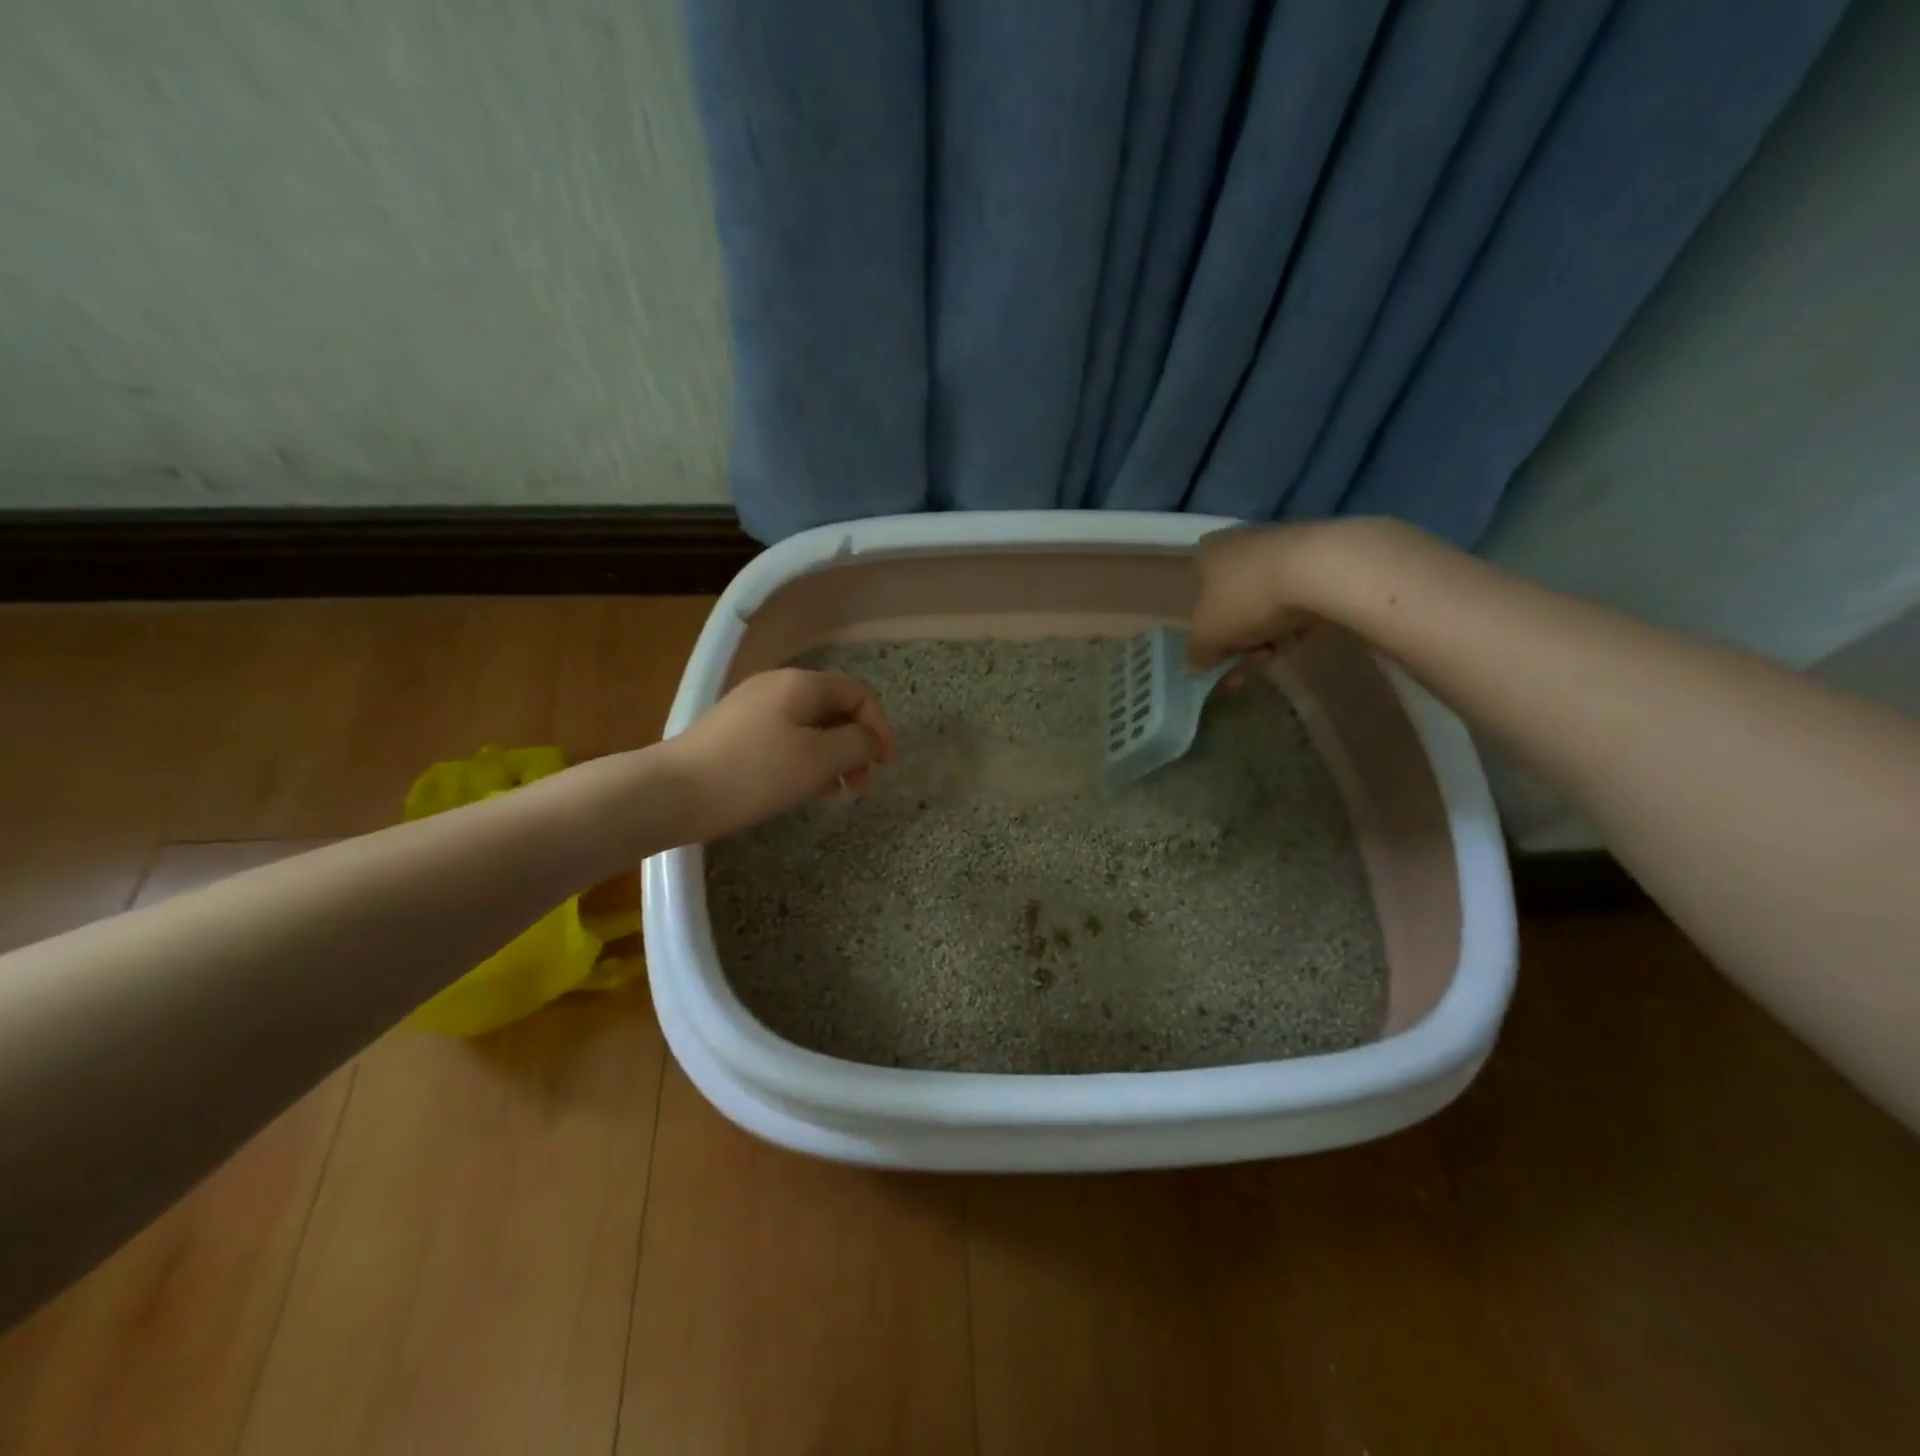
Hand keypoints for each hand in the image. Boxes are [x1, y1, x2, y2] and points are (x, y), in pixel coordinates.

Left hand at [665, 668, 895, 840]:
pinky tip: (804, 791)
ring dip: (831, 758)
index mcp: (801, 684)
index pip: (858, 694)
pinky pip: (785, 739)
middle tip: (861, 785)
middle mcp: (778, 687)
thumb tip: (871, 739)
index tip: (885, 765)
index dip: (880, 726)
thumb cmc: (754, 773)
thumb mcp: (818, 760)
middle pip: (833, 709)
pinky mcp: (735, 733)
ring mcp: (753, 709)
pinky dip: (804, 761)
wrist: (672, 792)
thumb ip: (856, 744)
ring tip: (835, 794)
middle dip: (855, 745)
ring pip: (809, 728)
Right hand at [1186, 524, 1317, 671]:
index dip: (1205, 630)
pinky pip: (1297, 598)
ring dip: (1267, 635)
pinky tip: (1303, 636)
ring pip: (1265, 604)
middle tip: (1251, 663)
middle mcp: (1241, 544)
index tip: (1218, 657)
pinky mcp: (1318, 557)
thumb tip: (1195, 663)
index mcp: (1207, 554)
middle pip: (1233, 604)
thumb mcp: (1208, 636)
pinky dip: (1296, 621)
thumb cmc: (1247, 598)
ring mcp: (1282, 548)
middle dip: (1240, 641)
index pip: (1197, 593)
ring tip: (1281, 651)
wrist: (1321, 569)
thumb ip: (1196, 652)